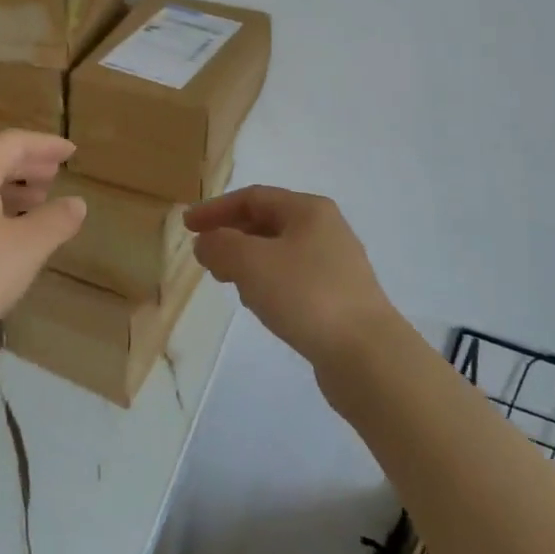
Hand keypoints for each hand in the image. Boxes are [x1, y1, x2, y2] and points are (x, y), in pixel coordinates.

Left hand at [0, 130, 86, 367]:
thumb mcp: (26, 249)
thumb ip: (55, 221)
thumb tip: (76, 202)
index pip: (13, 142)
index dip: (45, 144)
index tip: (71, 152)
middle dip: (26, 165)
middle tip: (54, 176)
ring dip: (8, 189)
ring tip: (34, 205)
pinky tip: (0, 239)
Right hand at [184, 186, 397, 370]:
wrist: (367, 356)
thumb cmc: (306, 295)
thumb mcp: (251, 262)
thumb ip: (220, 245)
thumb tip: (206, 242)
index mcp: (309, 210)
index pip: (252, 197)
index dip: (216, 209)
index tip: (187, 226)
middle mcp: (326, 229)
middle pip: (267, 222)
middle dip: (231, 236)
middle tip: (205, 257)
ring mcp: (336, 265)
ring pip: (279, 252)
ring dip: (248, 261)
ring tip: (228, 282)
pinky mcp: (340, 298)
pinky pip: (293, 279)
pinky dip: (268, 283)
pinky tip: (260, 305)